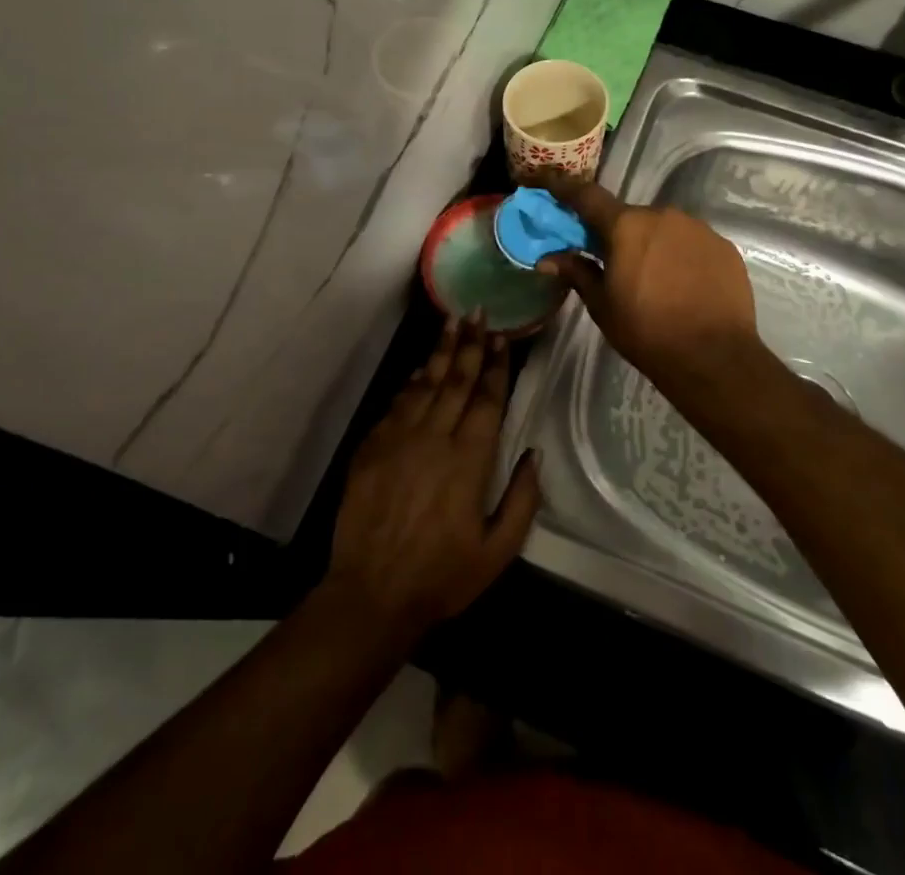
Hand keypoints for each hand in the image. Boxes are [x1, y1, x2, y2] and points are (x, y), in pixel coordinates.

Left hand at [323, 316, 539, 646]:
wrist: (371, 593)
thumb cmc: (441, 576)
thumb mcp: (497, 551)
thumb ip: (522, 500)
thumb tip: (533, 454)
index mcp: (470, 459)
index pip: (487, 398)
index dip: (496, 365)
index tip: (502, 336)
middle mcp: (436, 437)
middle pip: (457, 379)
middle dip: (471, 343)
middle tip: (478, 311)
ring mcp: (400, 438)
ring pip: (426, 383)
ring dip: (442, 351)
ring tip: (452, 322)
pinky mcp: (373, 446)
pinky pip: (398, 403)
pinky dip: (412, 382)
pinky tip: (421, 368)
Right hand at [532, 174, 762, 398]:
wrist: (715, 358)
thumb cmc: (647, 332)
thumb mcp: (602, 306)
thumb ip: (577, 273)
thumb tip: (548, 259)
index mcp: (626, 226)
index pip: (586, 196)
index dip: (562, 187)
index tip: (546, 182)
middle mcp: (663, 215)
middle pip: (629, 217)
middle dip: (616, 234)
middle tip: (611, 263)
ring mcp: (698, 228)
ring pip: (662, 229)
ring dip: (651, 245)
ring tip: (652, 280)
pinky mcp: (723, 246)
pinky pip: (690, 243)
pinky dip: (679, 256)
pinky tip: (682, 285)